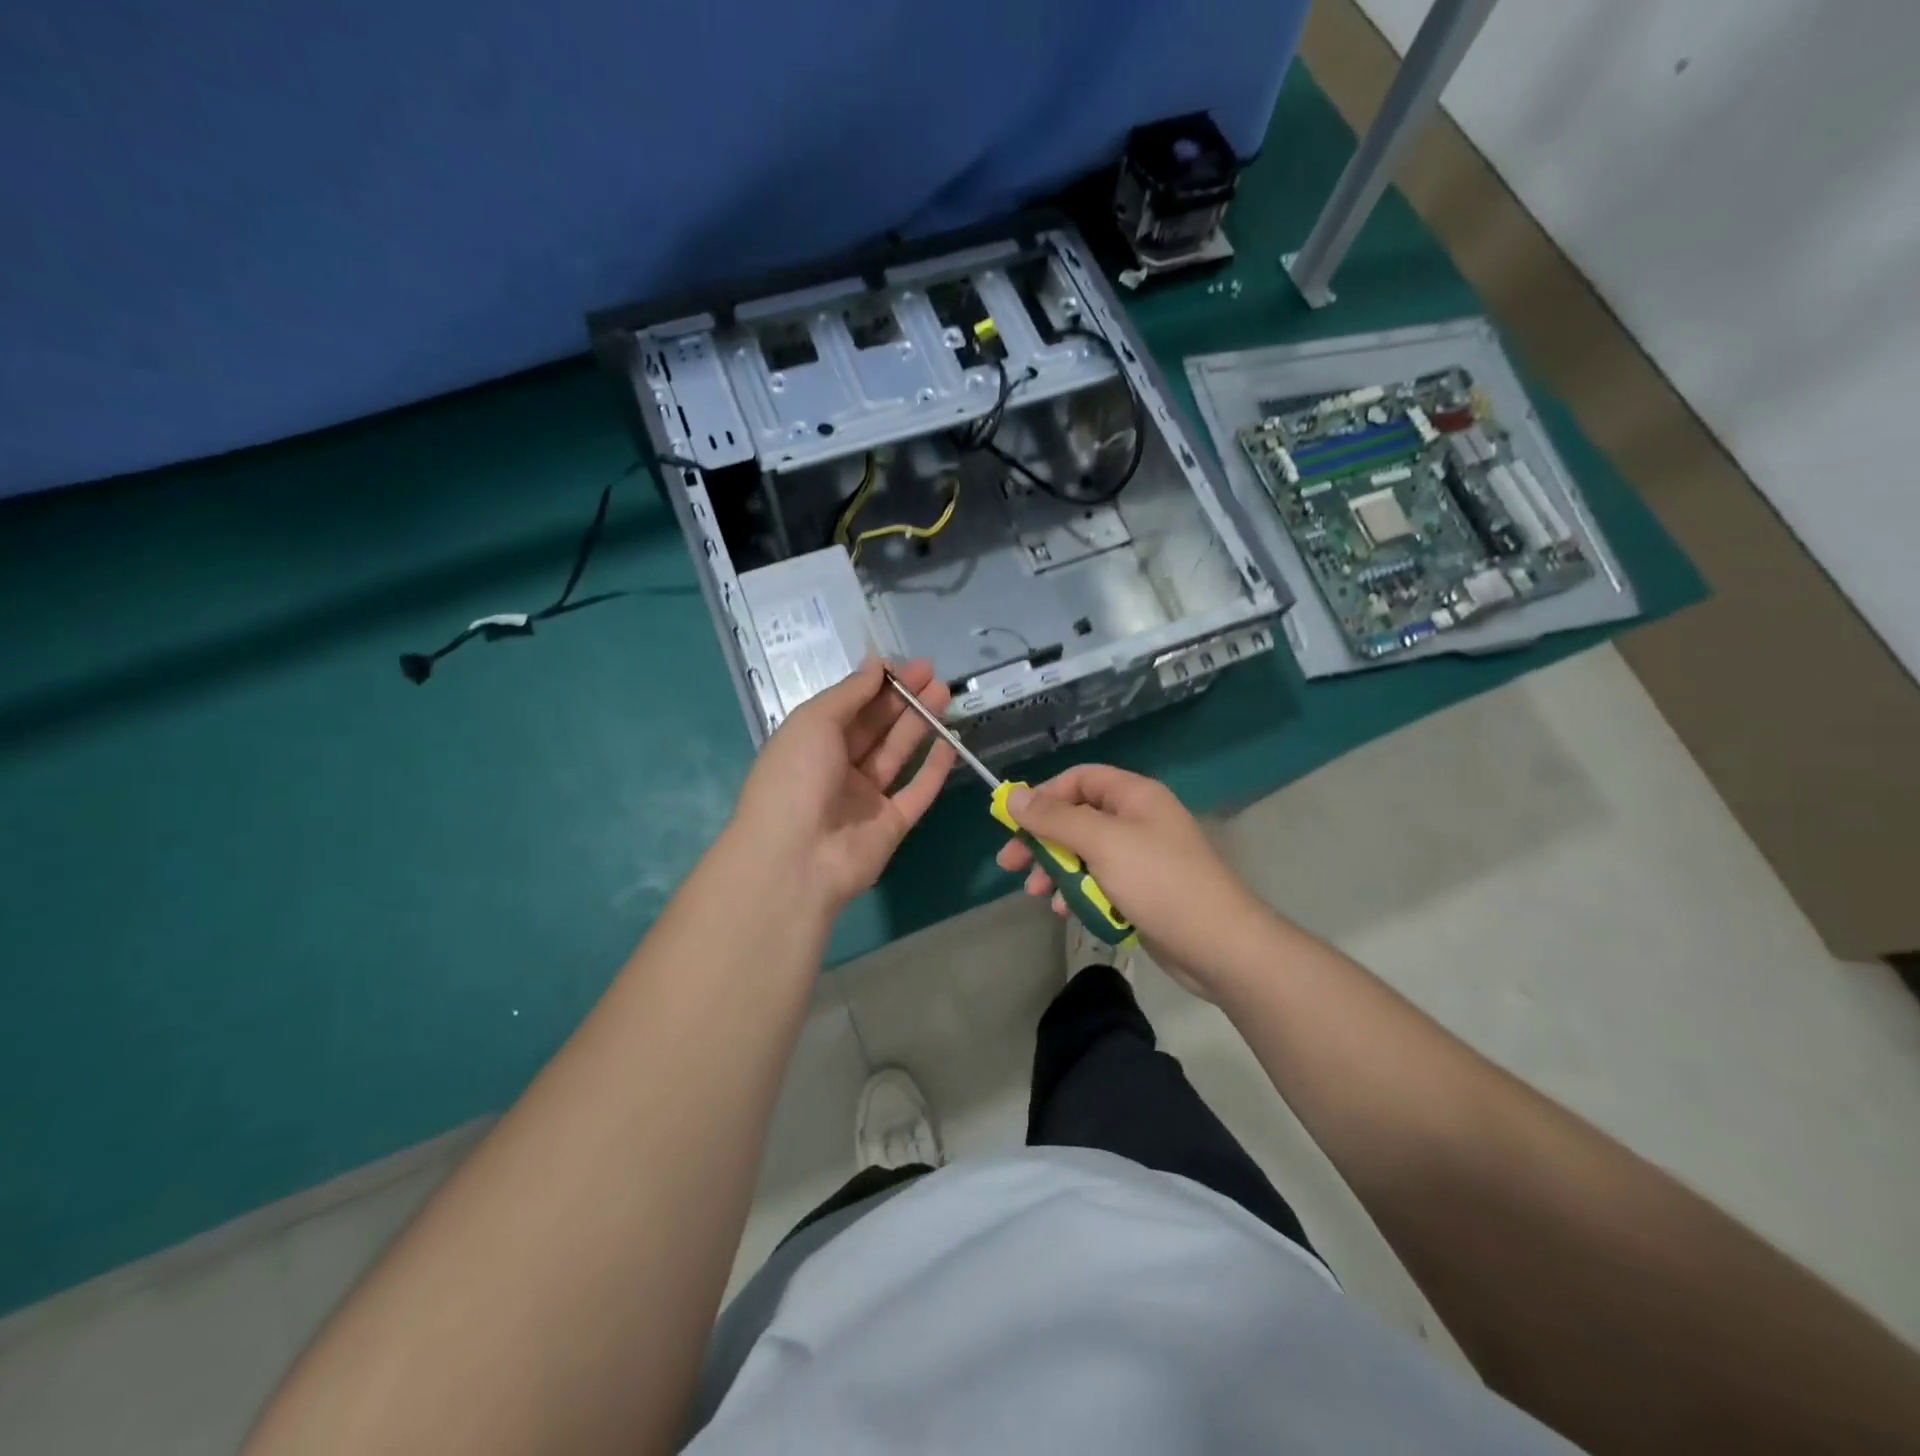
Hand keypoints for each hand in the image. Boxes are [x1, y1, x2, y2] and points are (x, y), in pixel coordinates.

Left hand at [731, 658, 955, 910]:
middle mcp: (837, 769)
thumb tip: (876, 664)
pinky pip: (917, 791)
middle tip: (933, 674)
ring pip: (898, 754)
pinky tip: (951, 742)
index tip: (904, 665)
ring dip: (920, 724)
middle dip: (903, 699)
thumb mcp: (813, 721)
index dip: (875, 685)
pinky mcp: (892, 825)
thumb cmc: (795, 778)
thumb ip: (849, 692)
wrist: (796, 859)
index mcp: (810, 744)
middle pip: (875, 728)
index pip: (848, 707)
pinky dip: (934, 768)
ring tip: (944, 694)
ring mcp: (865, 799)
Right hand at [994, 764, 1270, 996]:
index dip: (1044, 795)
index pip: (1079, 779)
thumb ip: (1054, 819)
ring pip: (1084, 852)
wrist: (1218, 945)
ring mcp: (1140, 856)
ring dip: (1056, 870)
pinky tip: (1066, 911)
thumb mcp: (1101, 843)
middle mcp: (1137, 819)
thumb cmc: (1158, 882)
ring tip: (1036, 895)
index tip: (1013, 822)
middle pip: (1077, 817)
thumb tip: (1012, 797)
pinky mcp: (1141, 890)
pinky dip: (1079, 891)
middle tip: (1010, 864)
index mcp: (1134, 795)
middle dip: (1042, 840)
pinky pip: (1099, 881)